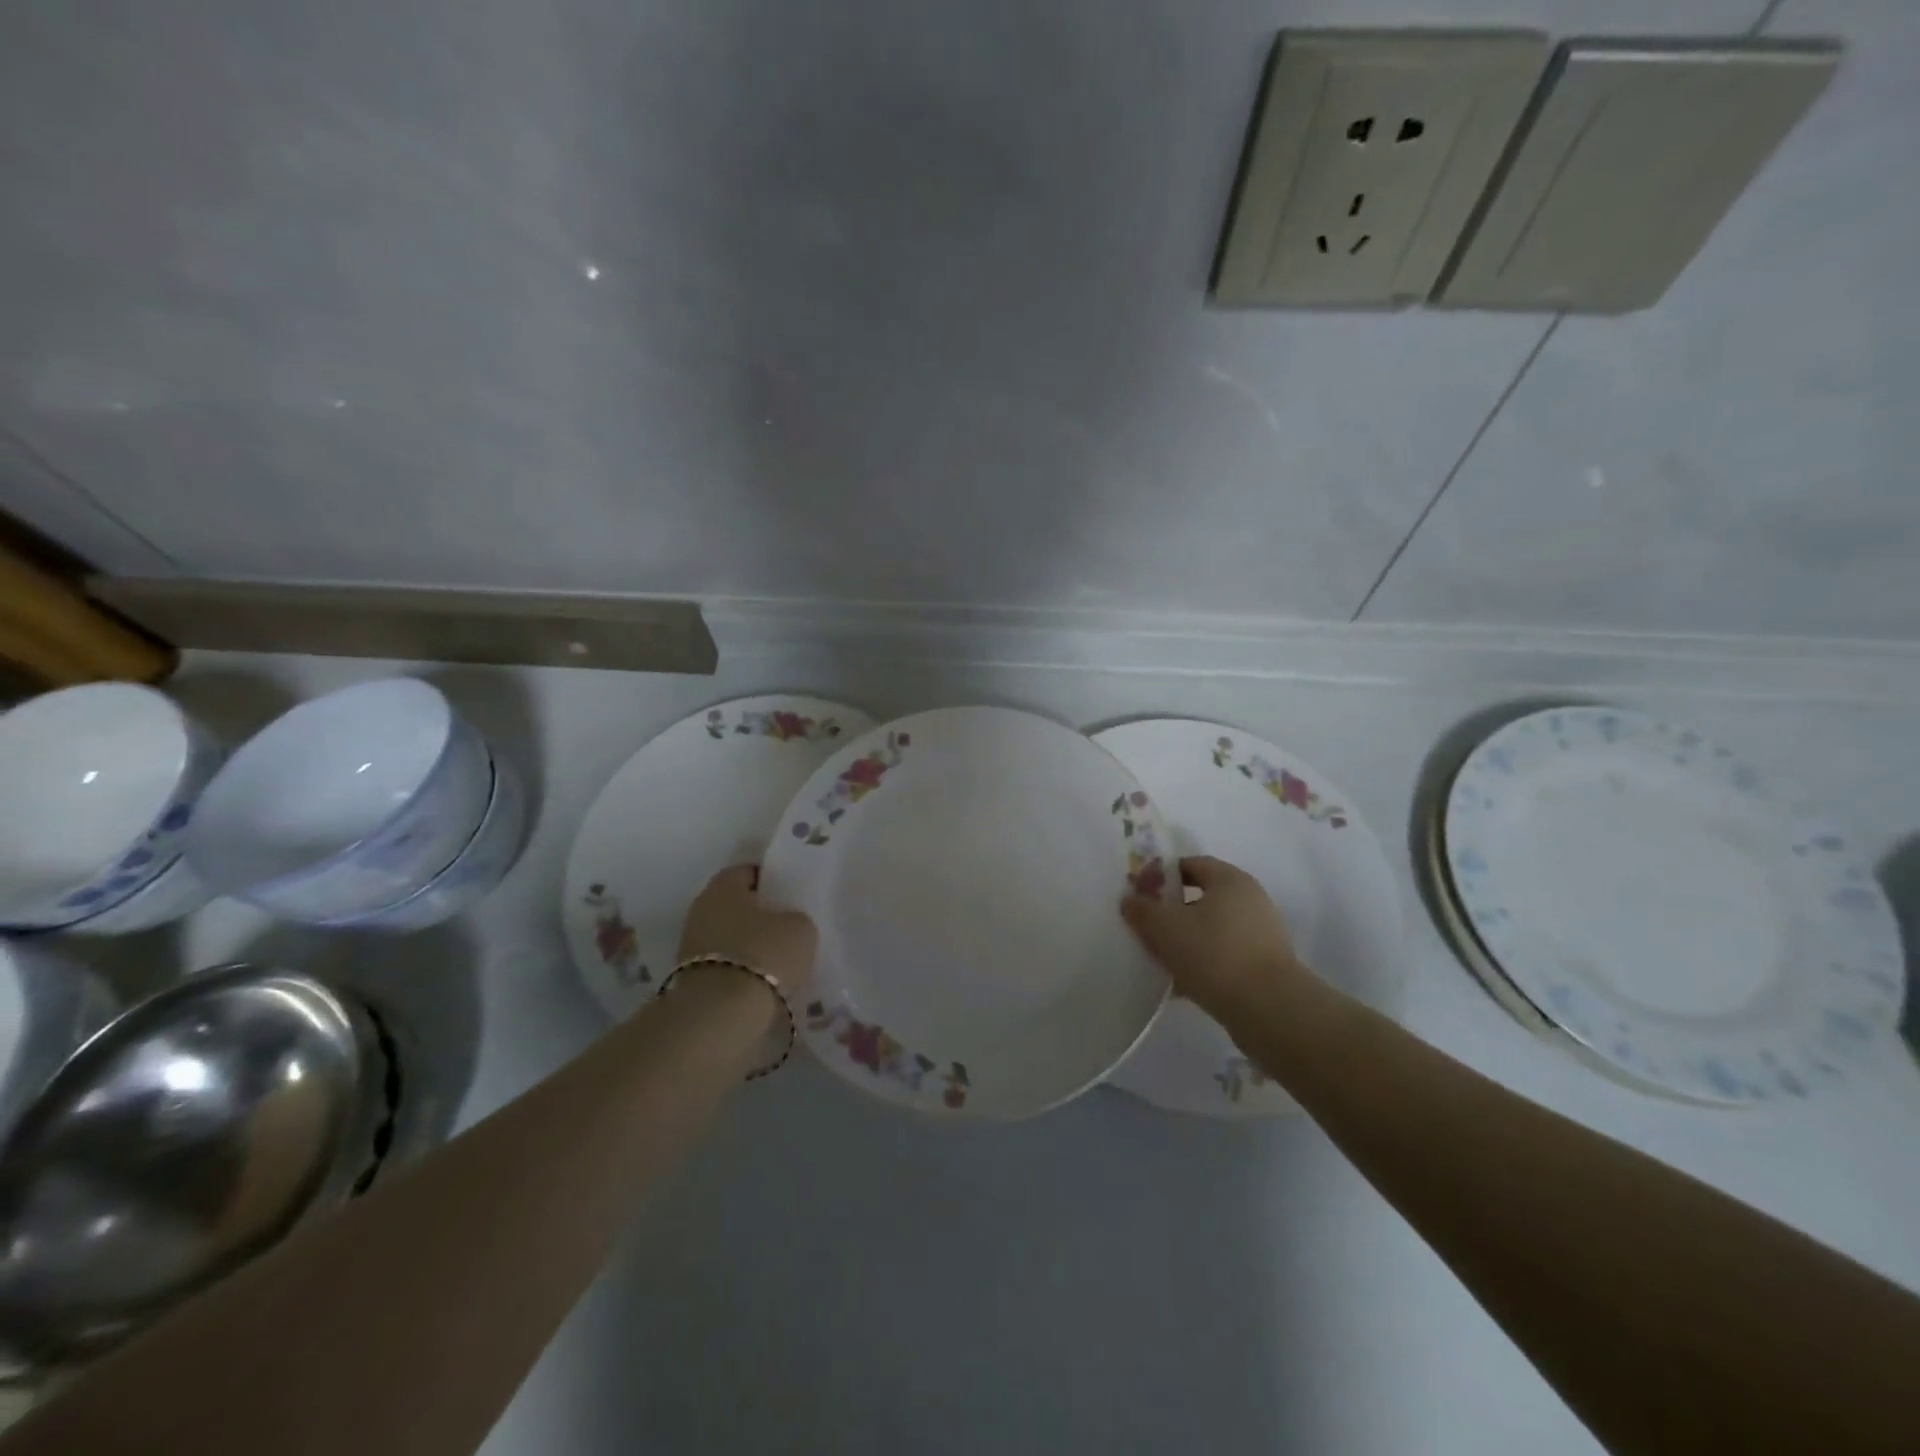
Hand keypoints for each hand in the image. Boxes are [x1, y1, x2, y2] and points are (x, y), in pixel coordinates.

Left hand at [677, 865, 818, 998]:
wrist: (720, 1014)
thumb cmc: (763, 954)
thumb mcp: (800, 928)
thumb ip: (795, 917)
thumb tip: (787, 922)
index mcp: (724, 885)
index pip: (748, 871)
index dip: (771, 880)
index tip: (790, 895)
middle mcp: (701, 908)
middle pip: (735, 905)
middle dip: (759, 915)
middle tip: (787, 926)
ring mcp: (690, 945)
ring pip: (728, 936)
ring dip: (749, 944)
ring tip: (778, 959)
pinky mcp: (689, 977)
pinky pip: (723, 964)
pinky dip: (740, 969)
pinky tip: (762, 980)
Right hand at [1121, 855, 1301, 1020]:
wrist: (1268, 1009)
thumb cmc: (1213, 954)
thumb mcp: (1165, 927)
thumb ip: (1142, 909)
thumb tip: (1131, 899)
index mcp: (1230, 880)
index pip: (1192, 864)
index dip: (1162, 875)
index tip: (1141, 894)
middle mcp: (1251, 900)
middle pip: (1202, 898)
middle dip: (1172, 912)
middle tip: (1146, 928)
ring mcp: (1261, 935)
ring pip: (1212, 930)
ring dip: (1186, 941)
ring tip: (1160, 961)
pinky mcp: (1264, 967)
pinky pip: (1224, 957)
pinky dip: (1203, 965)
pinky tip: (1181, 986)